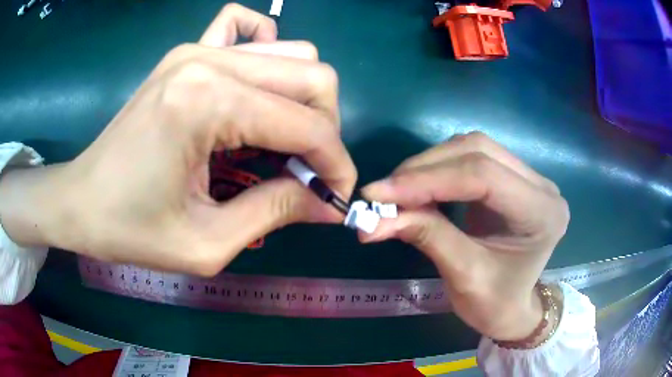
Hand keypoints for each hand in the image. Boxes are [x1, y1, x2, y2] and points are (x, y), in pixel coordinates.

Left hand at [0, 4, 355, 275]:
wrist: (80, 202)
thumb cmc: (130, 231)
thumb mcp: (207, 243)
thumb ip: (275, 212)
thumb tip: (329, 203)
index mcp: (208, 103)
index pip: (307, 124)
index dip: (335, 164)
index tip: (336, 198)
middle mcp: (209, 61)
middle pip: (311, 75)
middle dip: (325, 130)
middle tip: (307, 173)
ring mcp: (196, 50)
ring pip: (290, 53)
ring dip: (301, 101)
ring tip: (278, 144)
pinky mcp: (186, 54)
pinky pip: (244, 29)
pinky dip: (265, 52)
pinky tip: (252, 90)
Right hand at [361, 132, 568, 341]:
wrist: (513, 309)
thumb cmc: (495, 304)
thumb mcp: (463, 276)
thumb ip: (426, 237)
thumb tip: (373, 219)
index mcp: (541, 212)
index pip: (483, 176)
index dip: (427, 180)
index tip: (379, 194)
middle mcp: (540, 185)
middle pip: (477, 151)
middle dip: (424, 169)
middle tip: (383, 193)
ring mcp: (528, 177)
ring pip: (472, 148)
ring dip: (429, 165)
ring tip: (397, 191)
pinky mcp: (512, 178)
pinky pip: (472, 158)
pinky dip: (439, 170)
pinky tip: (420, 187)